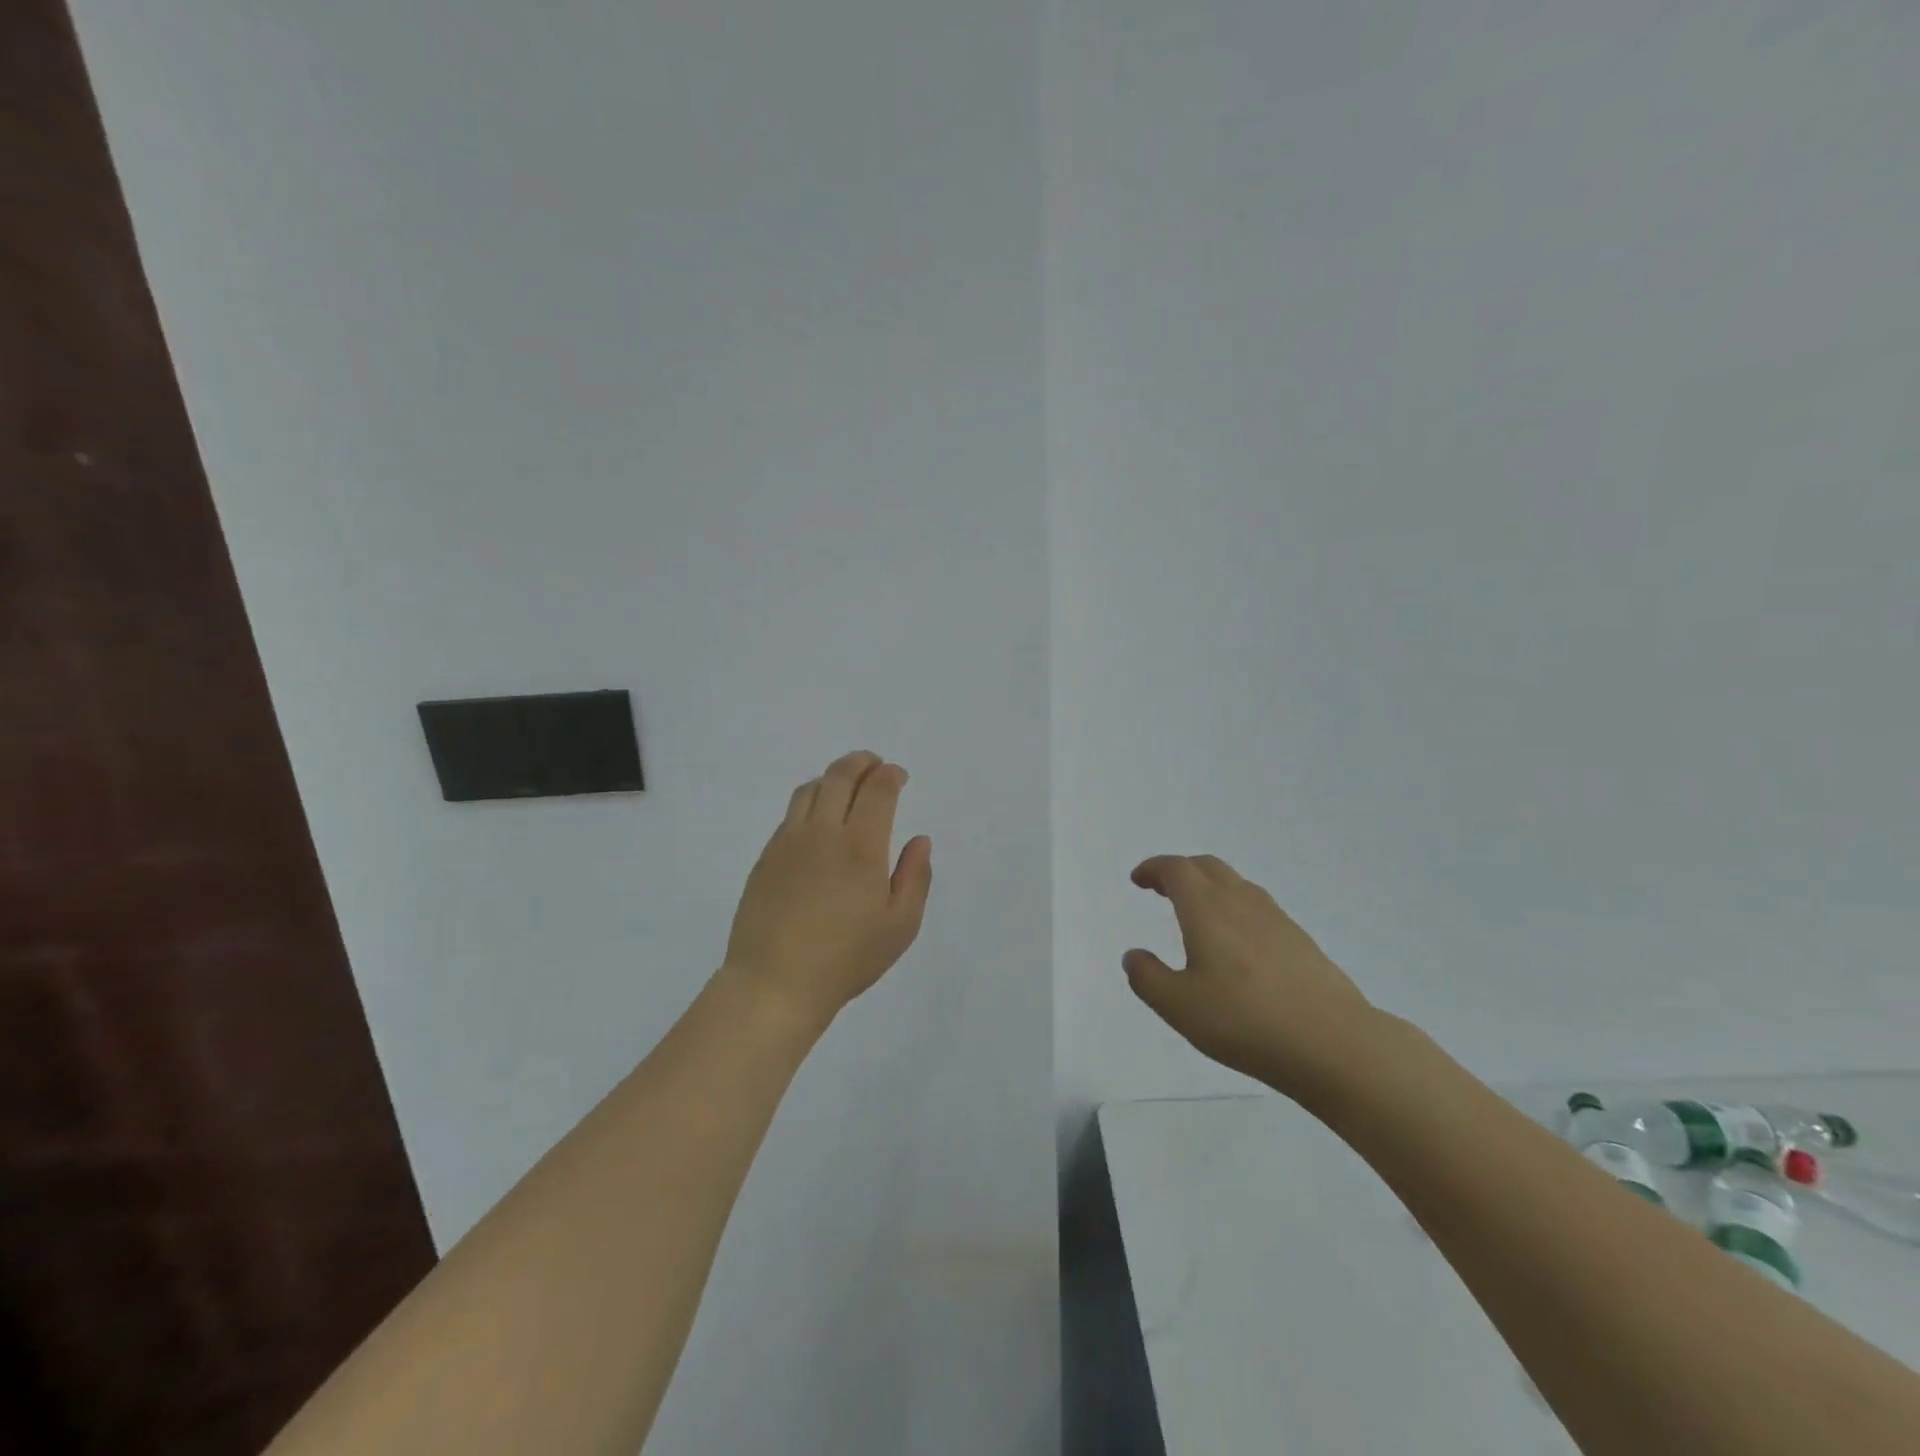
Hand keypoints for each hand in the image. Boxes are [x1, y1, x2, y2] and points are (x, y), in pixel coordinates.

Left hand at [722, 750, 932, 1029]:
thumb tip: (920, 840)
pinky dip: (810, 801)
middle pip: (840, 776)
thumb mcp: (900, 926)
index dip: (891, 775)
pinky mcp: (766, 857)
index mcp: (861, 846)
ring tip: (846, 784)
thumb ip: (915, 877)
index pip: (877, 789)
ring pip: (810, 789)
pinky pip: (790, 814)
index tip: (899, 776)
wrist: (774, 983)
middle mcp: (822, 832)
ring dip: (832, 777)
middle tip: (874, 764)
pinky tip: (817, 821)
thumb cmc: (846, 959)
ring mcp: (788, 842)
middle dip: (862, 763)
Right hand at [1124, 855, 1380, 1101]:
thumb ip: (1148, 978)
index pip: (1176, 869)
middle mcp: (1241, 902)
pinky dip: (1235, 908)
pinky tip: (1236, 943)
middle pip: (1207, 867)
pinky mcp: (1300, 941)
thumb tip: (1133, 956)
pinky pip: (1258, 908)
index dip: (1154, 869)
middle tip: (1162, 889)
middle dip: (1180, 871)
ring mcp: (1276, 919)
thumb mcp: (1179, 1006)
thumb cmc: (1246, 1020)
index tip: (1138, 880)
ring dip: (1209, 887)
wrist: (1334, 1043)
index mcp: (1207, 908)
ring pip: (1236, 885)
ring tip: (1196, 913)